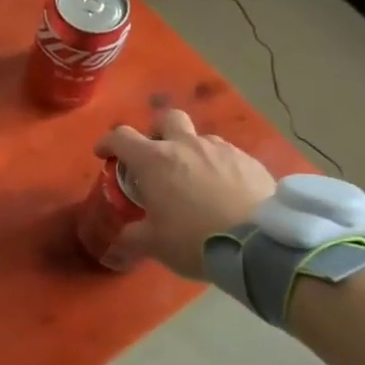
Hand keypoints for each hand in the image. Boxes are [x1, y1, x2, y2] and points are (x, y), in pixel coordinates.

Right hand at [94, 109, 276, 277]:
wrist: (261, 244)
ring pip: (200, 138)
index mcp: (155, 161)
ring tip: (195, 181)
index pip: (121, 137)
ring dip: (191, 152)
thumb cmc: (196, 239)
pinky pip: (227, 156)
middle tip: (156, 157)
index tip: (103, 154)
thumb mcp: (155, 244)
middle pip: (166, 119)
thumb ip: (134, 236)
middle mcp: (186, 145)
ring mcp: (221, 150)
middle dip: (156, 132)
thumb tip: (124, 237)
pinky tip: (225, 191)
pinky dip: (219, 167)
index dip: (108, 142)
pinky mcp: (250, 161)